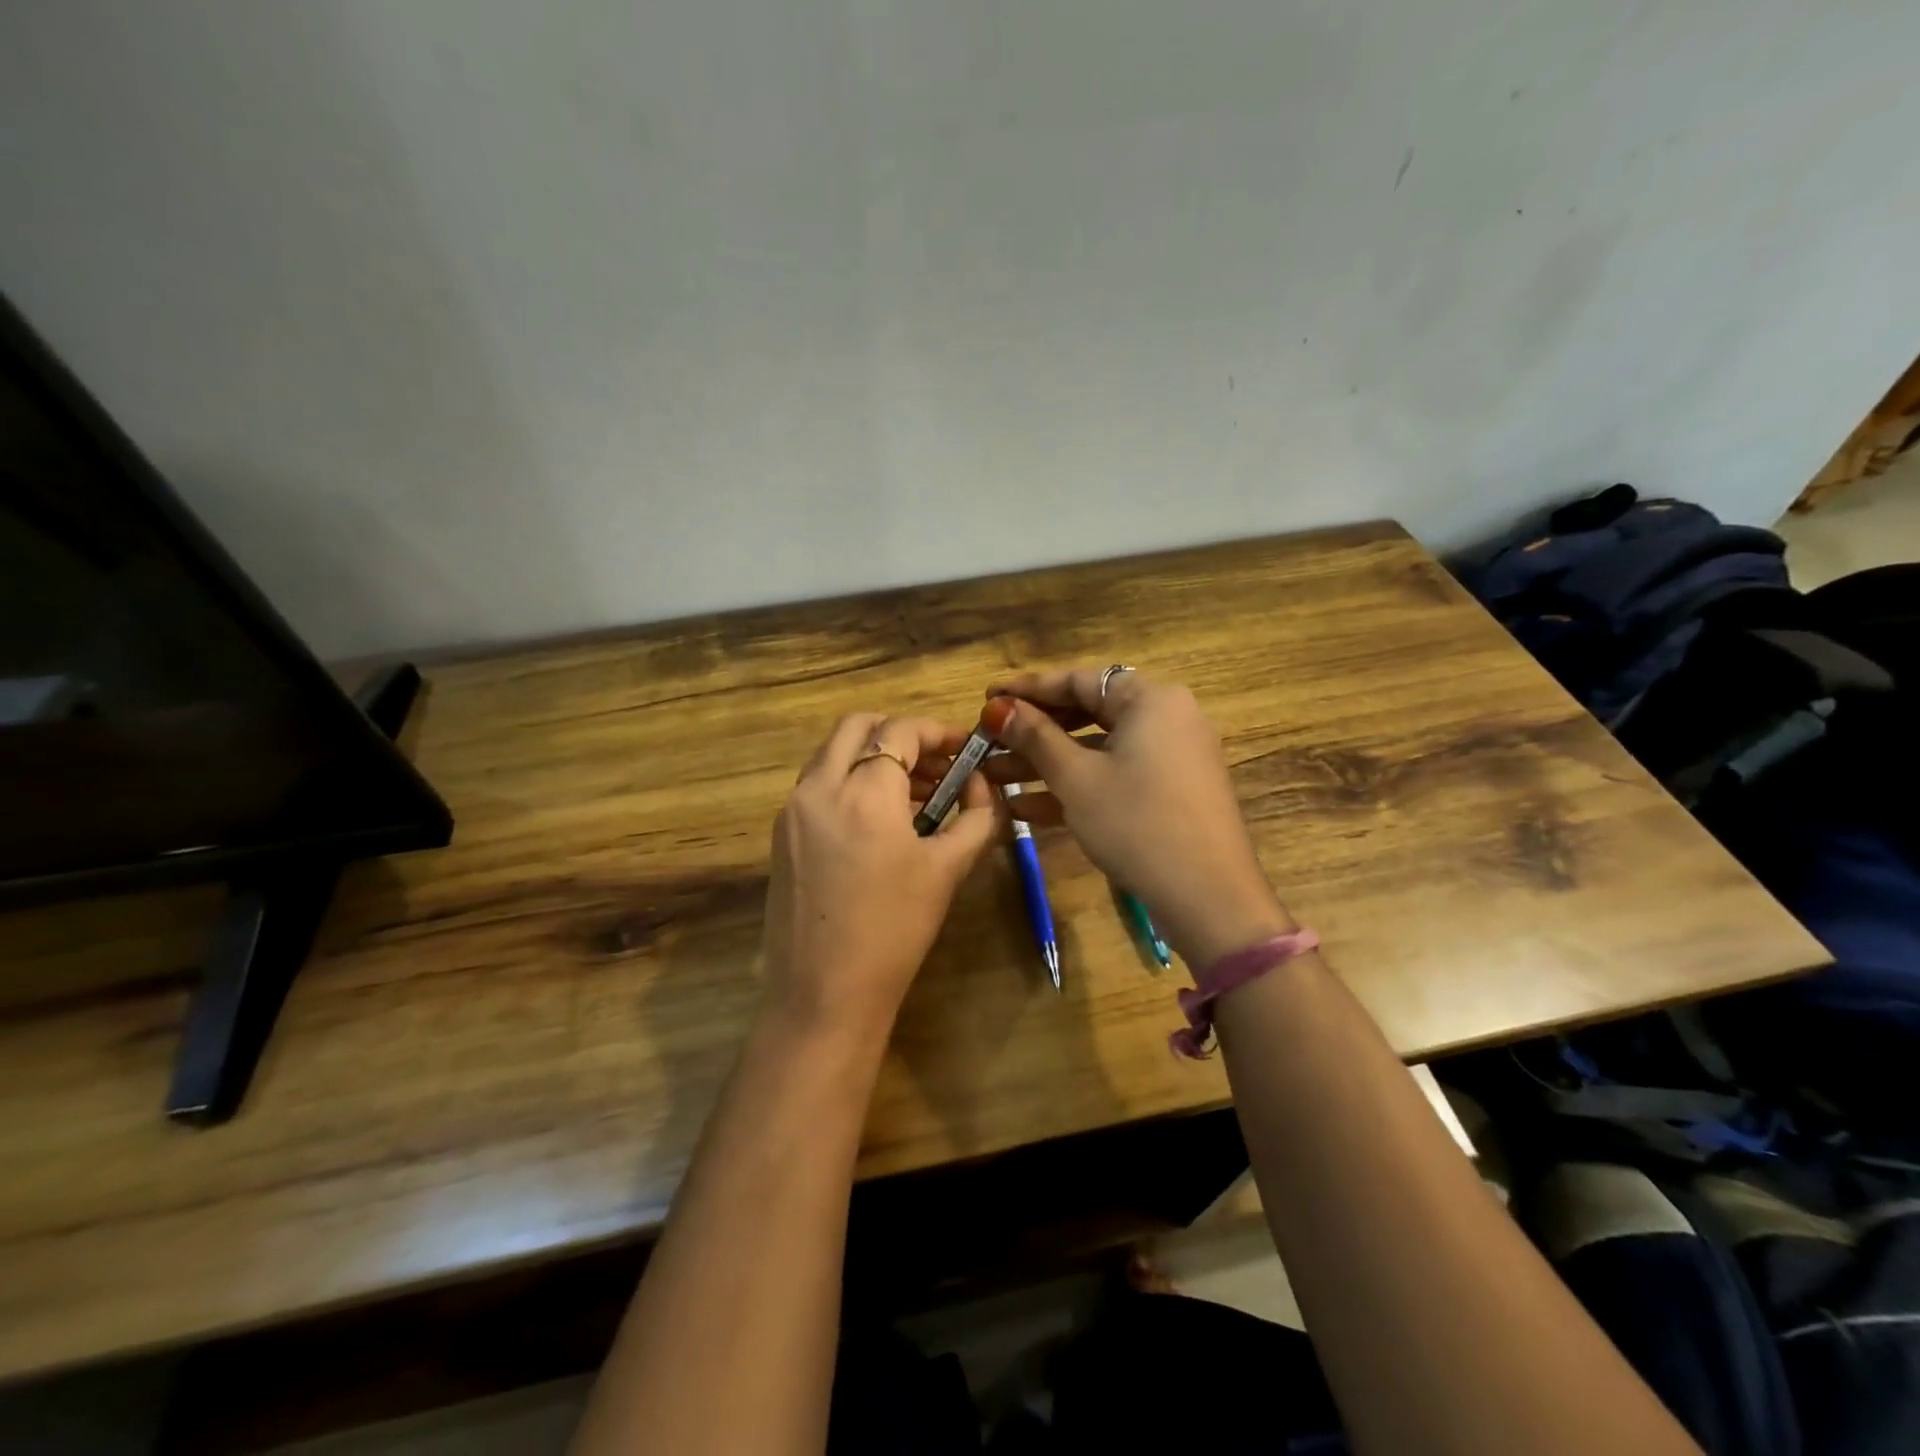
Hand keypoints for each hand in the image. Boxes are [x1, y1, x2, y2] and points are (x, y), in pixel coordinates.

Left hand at [760, 713, 1000, 1042]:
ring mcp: (793, 810)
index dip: (938, 731)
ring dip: (872, 756)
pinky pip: (818, 785)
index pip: (900, 731)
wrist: (823, 993)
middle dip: (899, 734)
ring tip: (914, 794)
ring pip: (832, 753)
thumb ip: (976, 818)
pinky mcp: (781, 835)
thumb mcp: (947, 871)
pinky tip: (879, 822)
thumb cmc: (894, 931)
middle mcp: (819, 787)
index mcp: (862, 792)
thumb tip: (983, 788)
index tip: (965, 749)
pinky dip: (849, 781)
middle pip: (856, 726)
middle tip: (935, 764)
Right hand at [984, 668, 1292, 968]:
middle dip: (1033, 731)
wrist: (1209, 898)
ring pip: (1098, 749)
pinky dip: (1076, 786)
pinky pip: (1116, 776)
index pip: (1079, 680)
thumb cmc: (1137, 823)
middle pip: (1088, 712)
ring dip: (1046, 763)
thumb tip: (998, 707)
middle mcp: (1166, 717)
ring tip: (993, 776)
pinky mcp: (1169, 793)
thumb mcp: (1077, 778)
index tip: (987, 697)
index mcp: (1151, 699)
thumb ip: (1035, 737)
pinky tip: (1025, 808)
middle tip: (989, 739)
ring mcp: (1171, 757)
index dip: (1028, 688)